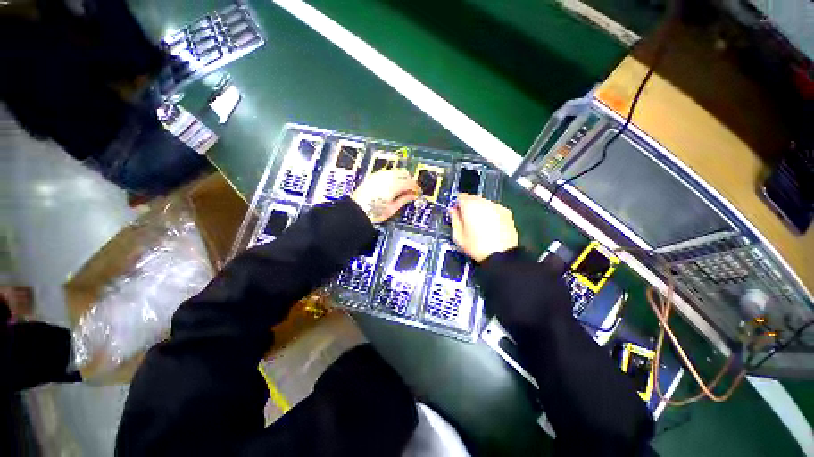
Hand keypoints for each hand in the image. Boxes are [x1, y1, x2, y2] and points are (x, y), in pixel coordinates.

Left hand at [351, 169, 419, 223]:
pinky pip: (387, 172)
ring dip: (401, 177)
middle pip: (404, 173)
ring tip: (402, 188)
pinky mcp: (373, 177)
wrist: (356, 212)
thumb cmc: (373, 212)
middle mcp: (386, 177)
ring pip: (395, 171)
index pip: (410, 182)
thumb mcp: (392, 208)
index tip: (418, 192)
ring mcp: (378, 175)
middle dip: (410, 180)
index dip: (416, 187)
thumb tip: (413, 195)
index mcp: (393, 185)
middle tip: (411, 190)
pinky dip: (393, 177)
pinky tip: (392, 185)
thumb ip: (404, 199)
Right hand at [449, 194, 518, 261]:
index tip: (457, 213)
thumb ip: (454, 220)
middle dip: (469, 206)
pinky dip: (491, 213)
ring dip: (480, 209)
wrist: (501, 255)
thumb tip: (452, 210)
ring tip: (480, 224)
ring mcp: (496, 206)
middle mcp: (483, 202)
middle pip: (473, 198)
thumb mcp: (458, 236)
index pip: (460, 196)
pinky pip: (494, 208)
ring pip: (484, 203)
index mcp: (469, 206)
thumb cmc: (476, 246)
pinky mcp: (506, 212)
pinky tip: (490, 225)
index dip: (457, 204)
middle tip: (468, 220)